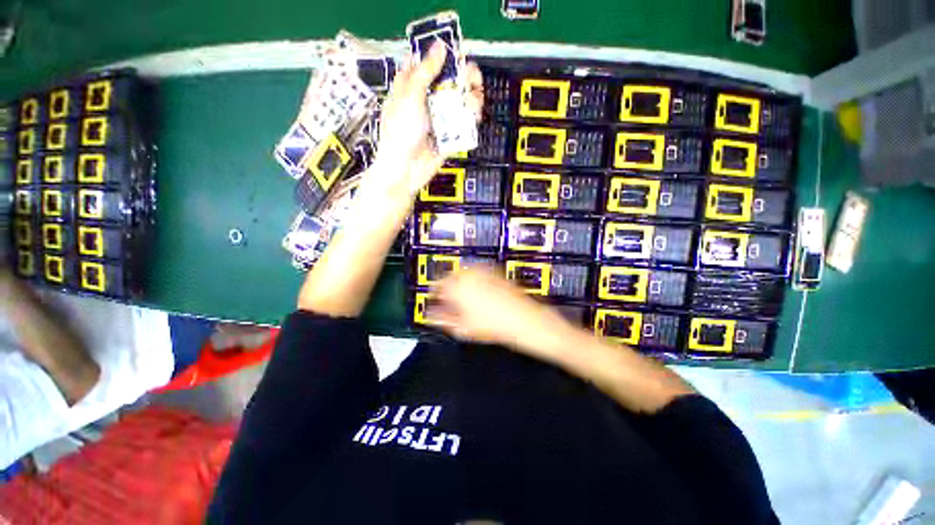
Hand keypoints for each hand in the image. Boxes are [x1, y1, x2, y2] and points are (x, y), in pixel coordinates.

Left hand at [369, 41, 483, 200]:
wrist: (407, 170)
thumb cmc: (400, 132)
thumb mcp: (410, 97)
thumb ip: (425, 71)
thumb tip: (439, 45)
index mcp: (411, 86)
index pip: (427, 63)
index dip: (440, 54)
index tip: (455, 51)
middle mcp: (427, 100)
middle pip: (449, 80)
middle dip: (463, 75)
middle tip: (472, 77)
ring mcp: (440, 118)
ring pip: (459, 100)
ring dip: (470, 96)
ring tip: (474, 98)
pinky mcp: (450, 134)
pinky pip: (464, 122)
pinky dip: (471, 116)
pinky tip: (474, 114)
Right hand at [433, 267, 576, 355]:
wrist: (522, 319)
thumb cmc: (494, 325)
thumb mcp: (463, 328)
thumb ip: (443, 320)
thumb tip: (431, 317)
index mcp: (457, 287)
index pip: (437, 285)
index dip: (433, 293)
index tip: (434, 300)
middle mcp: (469, 275)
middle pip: (450, 276)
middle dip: (447, 286)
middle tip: (448, 299)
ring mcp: (483, 272)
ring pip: (463, 272)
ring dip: (459, 281)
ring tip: (463, 296)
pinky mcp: (494, 271)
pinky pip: (477, 271)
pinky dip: (473, 278)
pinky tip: (478, 291)